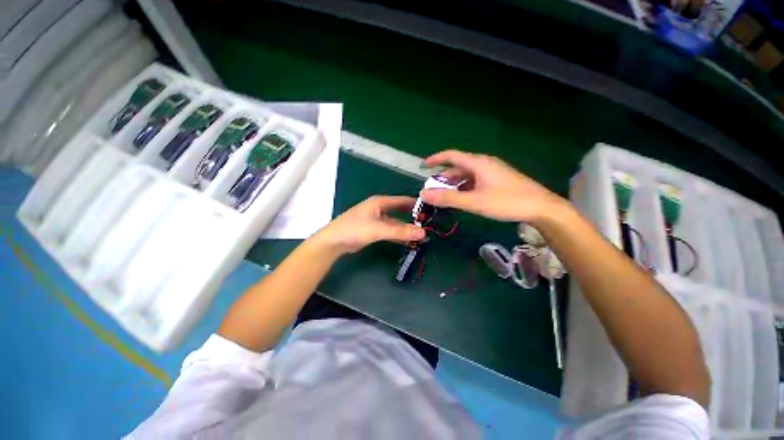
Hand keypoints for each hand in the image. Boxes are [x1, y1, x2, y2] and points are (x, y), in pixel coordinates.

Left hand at [314, 196, 425, 254]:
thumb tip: (423, 233)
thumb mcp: (378, 229)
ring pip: (395, 222)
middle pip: (400, 211)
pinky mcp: (373, 230)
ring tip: (421, 234)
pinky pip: (389, 230)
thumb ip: (400, 231)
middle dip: (412, 217)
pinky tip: (407, 240)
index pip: (402, 200)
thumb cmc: (355, 229)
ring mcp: (376, 220)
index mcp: (380, 202)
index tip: (430, 209)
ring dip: (406, 228)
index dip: (416, 204)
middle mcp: (379, 208)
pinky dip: (398, 234)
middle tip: (428, 224)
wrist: (333, 242)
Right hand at [421, 150, 566, 222]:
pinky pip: (476, 180)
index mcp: (478, 163)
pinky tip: (464, 198)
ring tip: (445, 196)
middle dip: (444, 177)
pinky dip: (465, 187)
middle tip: (433, 189)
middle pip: (459, 166)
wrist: (541, 207)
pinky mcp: (499, 180)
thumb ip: (448, 198)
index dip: (436, 159)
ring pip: (468, 175)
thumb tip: (424, 194)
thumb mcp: (474, 202)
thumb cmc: (506, 202)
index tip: (424, 166)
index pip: (452, 156)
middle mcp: (485, 164)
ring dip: (455, 184)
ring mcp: (493, 172)